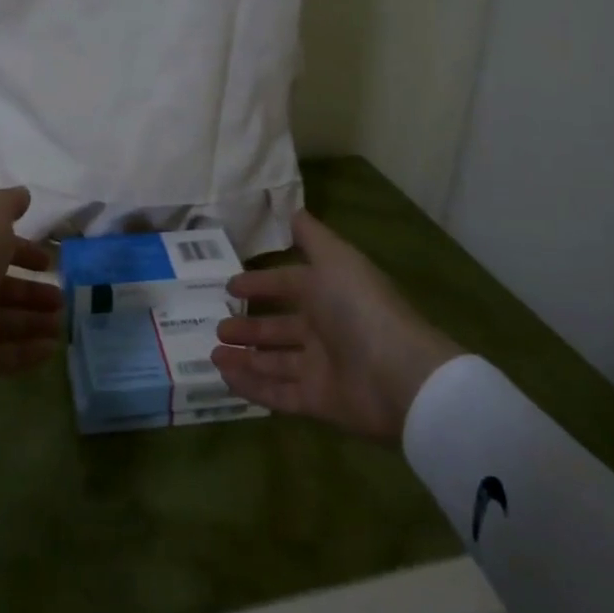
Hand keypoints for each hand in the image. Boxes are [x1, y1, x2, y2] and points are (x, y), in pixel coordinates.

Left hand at [0, 187, 62, 386]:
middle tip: (61, 296)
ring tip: (62, 322)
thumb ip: (8, 205)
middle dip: (31, 291)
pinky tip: (52, 349)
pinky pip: (2, 354)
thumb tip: (24, 195)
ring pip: (4, 320)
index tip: (47, 260)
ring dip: (33, 321)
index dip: (21, 250)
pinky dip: (27, 352)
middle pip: (0, 287)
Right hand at [212, 211, 460, 443]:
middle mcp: (326, 331)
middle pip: (280, 328)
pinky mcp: (318, 402)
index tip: (229, 286)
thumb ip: (312, 237)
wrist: (399, 375)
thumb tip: (293, 210)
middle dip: (249, 326)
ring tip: (214, 353)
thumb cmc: (360, 308)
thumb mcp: (335, 259)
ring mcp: (322, 369)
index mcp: (329, 294)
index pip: (289, 285)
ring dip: (245, 357)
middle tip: (218, 326)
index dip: (261, 284)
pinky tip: (225, 378)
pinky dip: (252, 387)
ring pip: (276, 362)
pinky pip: (278, 394)